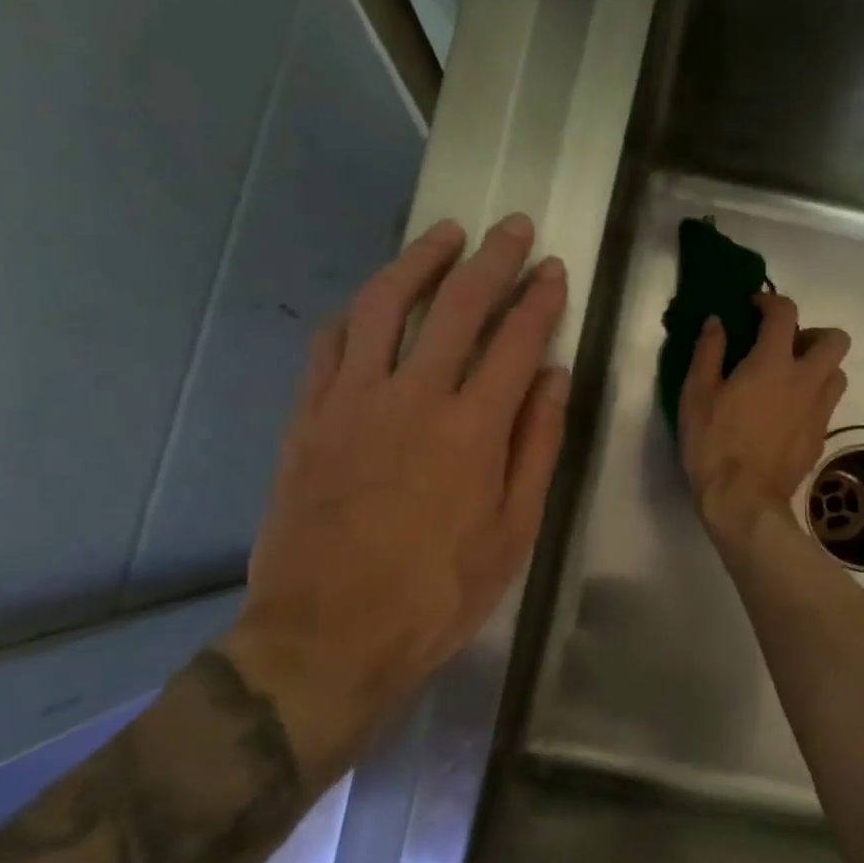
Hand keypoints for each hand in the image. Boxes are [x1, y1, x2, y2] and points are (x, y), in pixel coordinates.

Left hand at [227, 214, 568, 750]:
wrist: (327, 636)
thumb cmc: (436, 594)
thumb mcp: (512, 533)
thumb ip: (536, 447)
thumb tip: (551, 377)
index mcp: (473, 429)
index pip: (516, 340)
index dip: (540, 298)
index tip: (554, 270)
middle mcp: (414, 397)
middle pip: (457, 306)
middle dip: (493, 258)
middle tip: (513, 227)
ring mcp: (353, 401)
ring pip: (386, 305)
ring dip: (420, 261)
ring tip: (444, 233)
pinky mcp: (309, 416)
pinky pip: (332, 342)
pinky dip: (359, 309)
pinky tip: (375, 296)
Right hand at [678, 291, 850, 553]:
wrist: (743, 501)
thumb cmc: (714, 444)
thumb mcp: (697, 395)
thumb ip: (709, 352)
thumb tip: (717, 322)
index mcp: (773, 363)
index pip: (785, 313)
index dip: (771, 302)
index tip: (754, 307)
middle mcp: (806, 380)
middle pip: (835, 340)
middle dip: (812, 333)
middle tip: (783, 347)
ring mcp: (819, 411)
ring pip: (837, 373)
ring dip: (818, 367)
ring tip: (788, 380)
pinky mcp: (820, 437)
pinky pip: (827, 405)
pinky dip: (811, 398)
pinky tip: (785, 414)